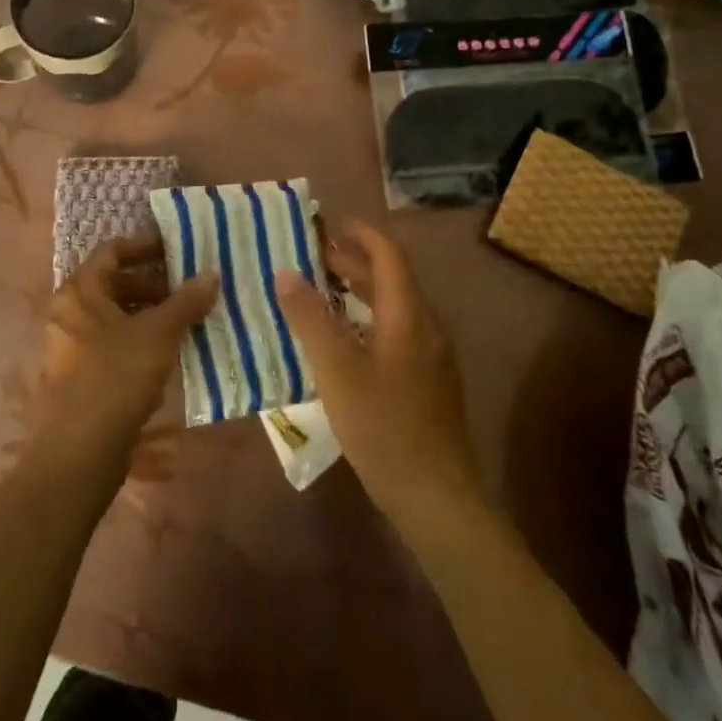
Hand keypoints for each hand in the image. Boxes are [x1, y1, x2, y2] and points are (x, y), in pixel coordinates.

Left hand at [33, 235, 218, 482]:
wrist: (80, 449)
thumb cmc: (116, 377)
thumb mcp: (158, 334)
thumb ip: (185, 302)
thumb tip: (211, 274)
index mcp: (80, 291)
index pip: (112, 250)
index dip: (145, 246)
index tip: (177, 249)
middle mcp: (69, 311)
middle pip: (113, 282)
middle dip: (153, 283)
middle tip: (188, 289)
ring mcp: (70, 344)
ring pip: (114, 314)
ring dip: (148, 312)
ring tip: (185, 319)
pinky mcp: (78, 373)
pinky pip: (111, 341)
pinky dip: (137, 337)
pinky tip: (166, 351)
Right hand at [277, 221, 488, 545]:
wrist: (436, 497)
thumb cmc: (384, 427)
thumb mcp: (337, 370)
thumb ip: (310, 319)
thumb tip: (285, 274)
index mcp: (409, 315)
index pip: (389, 255)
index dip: (361, 234)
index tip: (328, 224)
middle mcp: (426, 327)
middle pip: (391, 279)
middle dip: (353, 262)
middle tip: (312, 256)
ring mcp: (430, 356)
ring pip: (393, 307)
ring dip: (359, 291)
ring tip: (321, 291)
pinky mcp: (427, 381)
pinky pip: (395, 331)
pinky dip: (366, 319)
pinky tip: (342, 340)